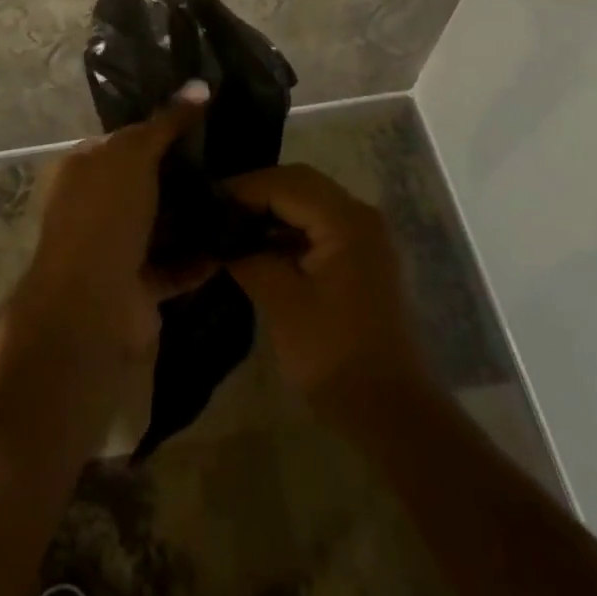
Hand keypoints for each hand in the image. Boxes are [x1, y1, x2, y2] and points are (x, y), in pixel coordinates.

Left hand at [17, 85, 210, 358]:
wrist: (92, 305)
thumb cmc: (105, 214)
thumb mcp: (133, 154)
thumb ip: (166, 122)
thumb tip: (200, 84)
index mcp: (83, 170)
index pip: (124, 141)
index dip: (160, 130)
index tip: (204, 124)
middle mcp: (94, 207)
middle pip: (146, 184)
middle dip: (183, 176)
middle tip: (231, 163)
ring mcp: (115, 249)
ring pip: (162, 226)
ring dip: (195, 217)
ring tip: (240, 199)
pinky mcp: (139, 287)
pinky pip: (176, 265)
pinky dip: (202, 257)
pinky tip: (236, 241)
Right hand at [225, 164, 433, 426]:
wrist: (391, 412)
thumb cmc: (334, 356)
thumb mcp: (282, 302)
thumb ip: (248, 258)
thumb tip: (217, 240)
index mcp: (346, 220)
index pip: (285, 184)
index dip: (242, 189)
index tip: (205, 202)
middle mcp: (360, 215)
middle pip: (299, 183)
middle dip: (255, 193)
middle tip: (215, 210)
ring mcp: (365, 235)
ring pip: (309, 201)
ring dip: (271, 208)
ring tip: (229, 225)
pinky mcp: (361, 256)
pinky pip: (319, 224)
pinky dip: (288, 227)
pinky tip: (258, 245)